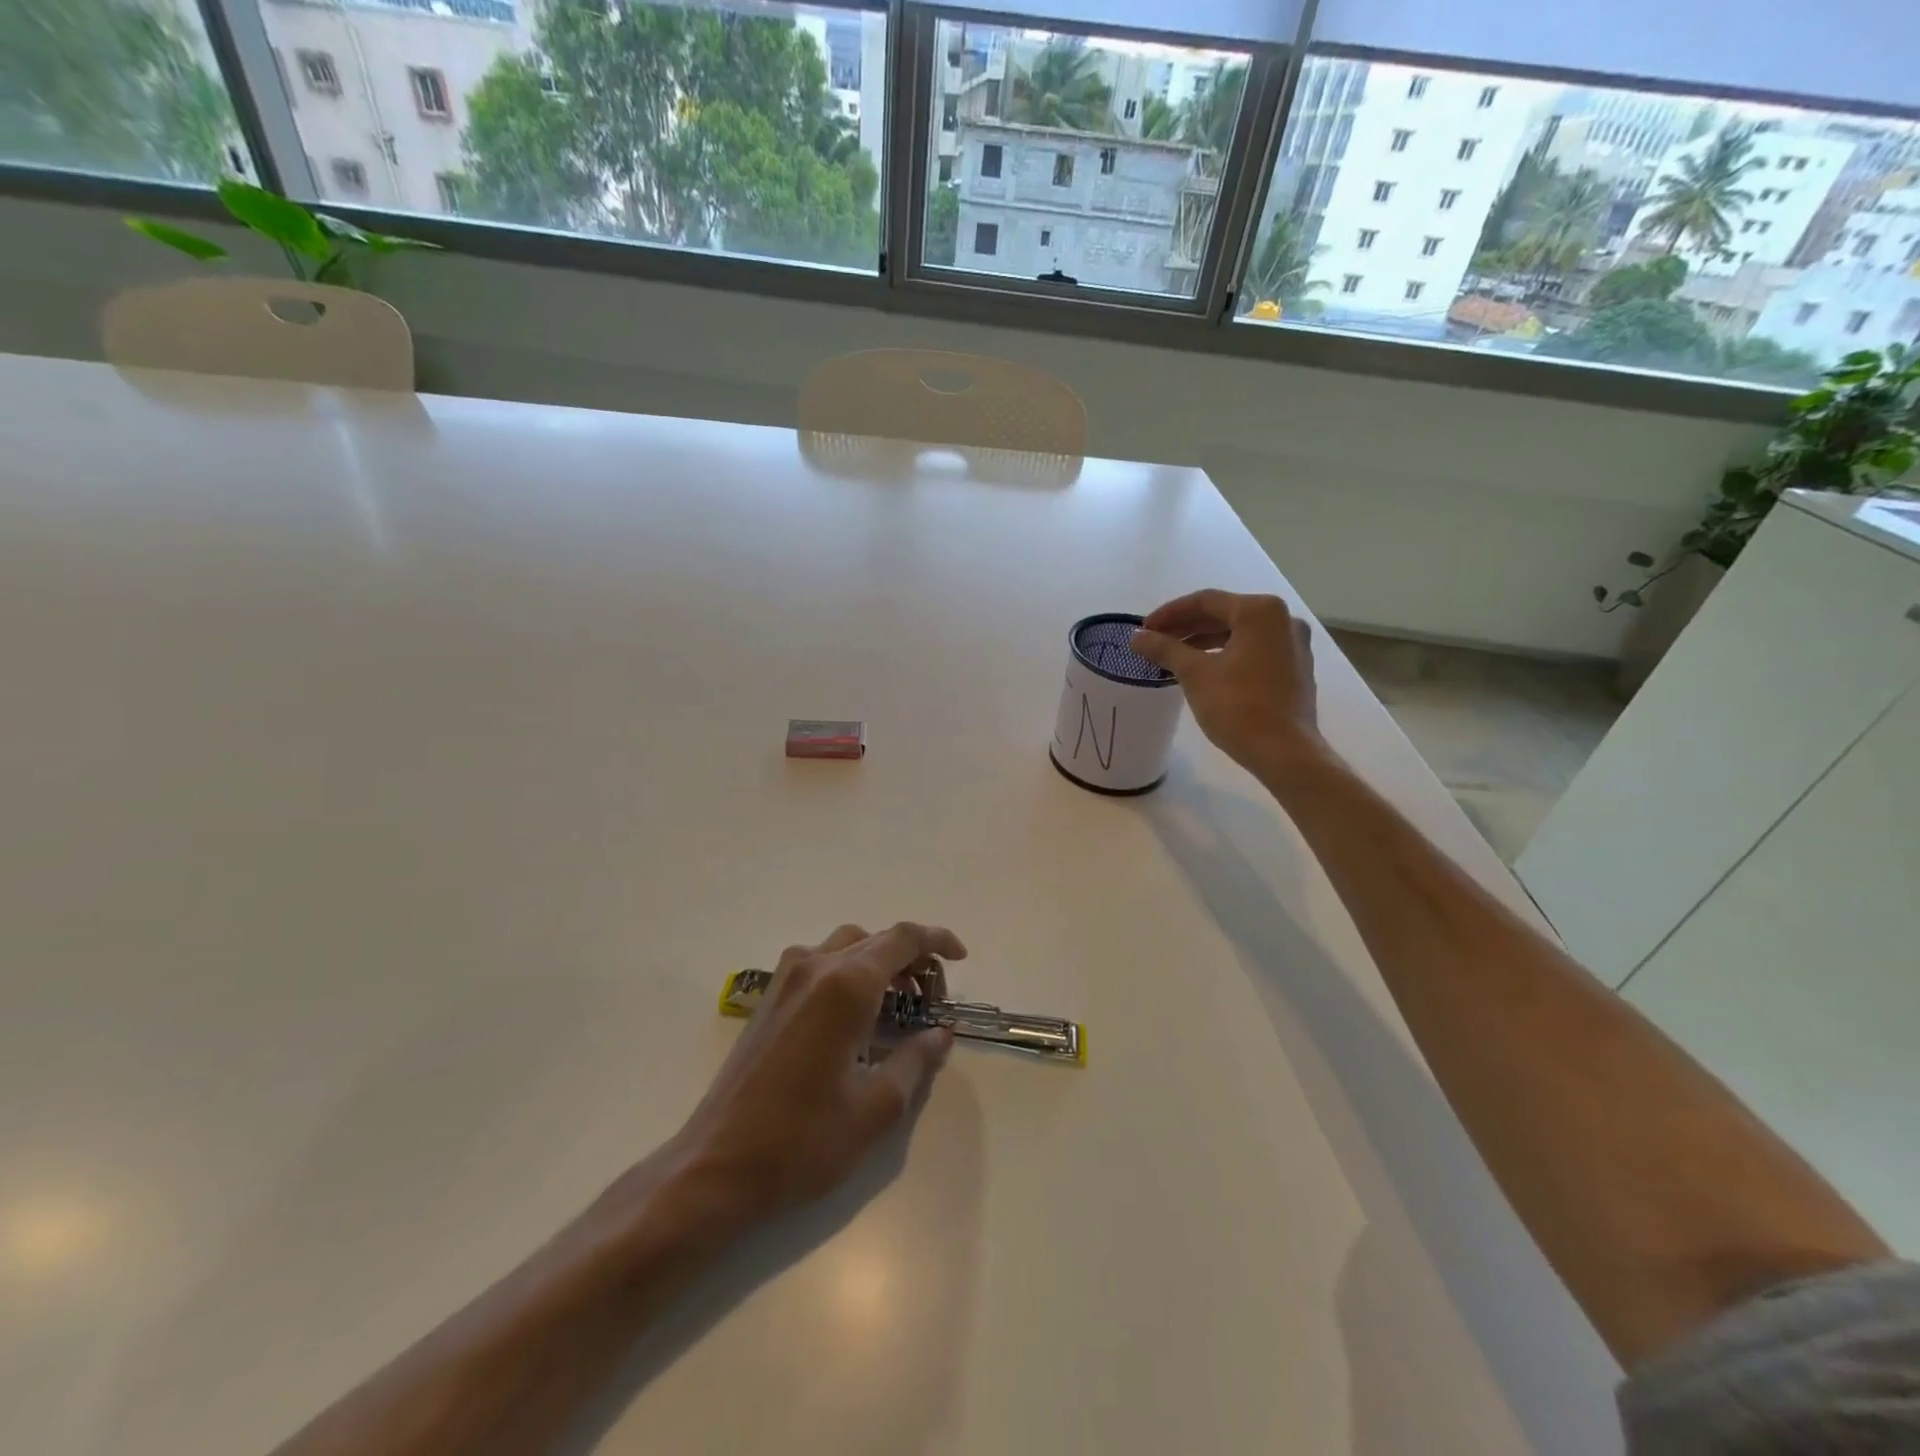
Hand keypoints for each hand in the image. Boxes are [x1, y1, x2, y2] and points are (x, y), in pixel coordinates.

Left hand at [674, 922, 964, 1221]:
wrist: (716, 1166)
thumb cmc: (802, 1140)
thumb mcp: (876, 1108)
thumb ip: (915, 1061)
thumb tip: (940, 1034)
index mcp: (845, 985)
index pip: (902, 939)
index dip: (937, 940)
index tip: (961, 957)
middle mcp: (814, 967)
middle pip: (874, 939)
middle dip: (910, 957)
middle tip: (931, 998)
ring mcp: (785, 979)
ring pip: (844, 946)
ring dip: (878, 962)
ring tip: (897, 1004)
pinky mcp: (768, 998)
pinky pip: (818, 963)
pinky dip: (848, 972)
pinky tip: (854, 1017)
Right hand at [1130, 590, 1322, 774]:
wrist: (1284, 752)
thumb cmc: (1238, 707)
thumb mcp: (1194, 675)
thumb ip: (1165, 649)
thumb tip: (1137, 637)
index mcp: (1260, 611)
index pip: (1205, 601)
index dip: (1169, 613)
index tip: (1144, 630)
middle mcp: (1283, 619)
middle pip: (1224, 614)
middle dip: (1186, 627)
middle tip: (1155, 642)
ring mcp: (1293, 644)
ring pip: (1239, 633)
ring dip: (1203, 641)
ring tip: (1173, 657)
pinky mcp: (1295, 667)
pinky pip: (1253, 650)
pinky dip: (1225, 654)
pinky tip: (1203, 670)